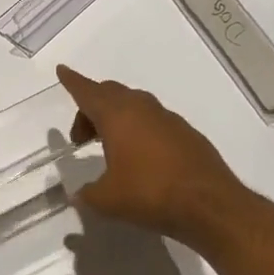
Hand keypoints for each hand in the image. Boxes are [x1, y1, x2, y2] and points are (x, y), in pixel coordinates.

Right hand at [56, 65, 254, 249]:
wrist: (211, 205)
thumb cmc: (150, 194)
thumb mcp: (108, 200)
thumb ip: (87, 194)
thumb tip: (79, 195)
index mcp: (117, 116)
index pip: (87, 92)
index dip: (72, 81)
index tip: (62, 70)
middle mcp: (142, 109)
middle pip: (110, 93)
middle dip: (91, 108)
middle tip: (82, 136)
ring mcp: (168, 119)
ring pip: (134, 104)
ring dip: (116, 117)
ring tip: (109, 146)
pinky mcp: (187, 133)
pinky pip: (154, 121)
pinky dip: (139, 129)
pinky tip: (141, 157)